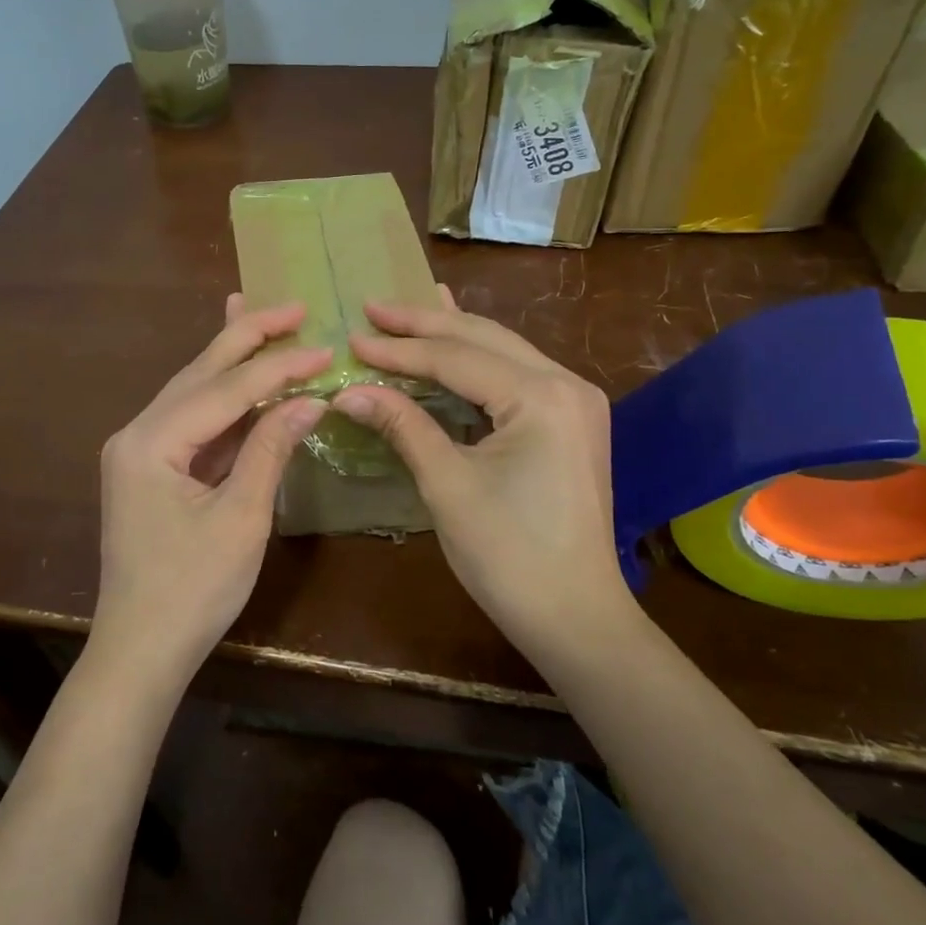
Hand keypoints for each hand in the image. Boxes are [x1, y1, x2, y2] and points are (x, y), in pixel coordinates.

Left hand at [90, 297, 329, 691]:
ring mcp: (140, 451)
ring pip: (194, 392)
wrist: (141, 651)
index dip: (279, 367)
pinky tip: (243, 378)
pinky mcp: (151, 469)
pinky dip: (224, 400)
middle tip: (293, 308)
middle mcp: (137, 434)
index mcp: (150, 442)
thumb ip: (271, 449)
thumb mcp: (241, 518)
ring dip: (232, 359)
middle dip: (247, 337)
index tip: (326, 347)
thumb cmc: (192, 591)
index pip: (225, 389)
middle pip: (199, 373)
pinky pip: (193, 422)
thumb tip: (311, 399)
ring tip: (264, 318)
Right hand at [331, 297, 635, 663]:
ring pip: (503, 350)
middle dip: (425, 323)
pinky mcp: (571, 421)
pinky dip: (479, 360)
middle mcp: (566, 384)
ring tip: (411, 311)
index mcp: (541, 396)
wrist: (576, 617)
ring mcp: (575, 401)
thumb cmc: (509, 555)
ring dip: (453, 334)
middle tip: (373, 307)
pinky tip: (460, 344)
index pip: (455, 358)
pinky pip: (517, 375)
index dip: (399, 349)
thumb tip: (349, 391)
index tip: (352, 337)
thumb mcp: (448, 485)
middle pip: (483, 339)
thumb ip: (403, 426)